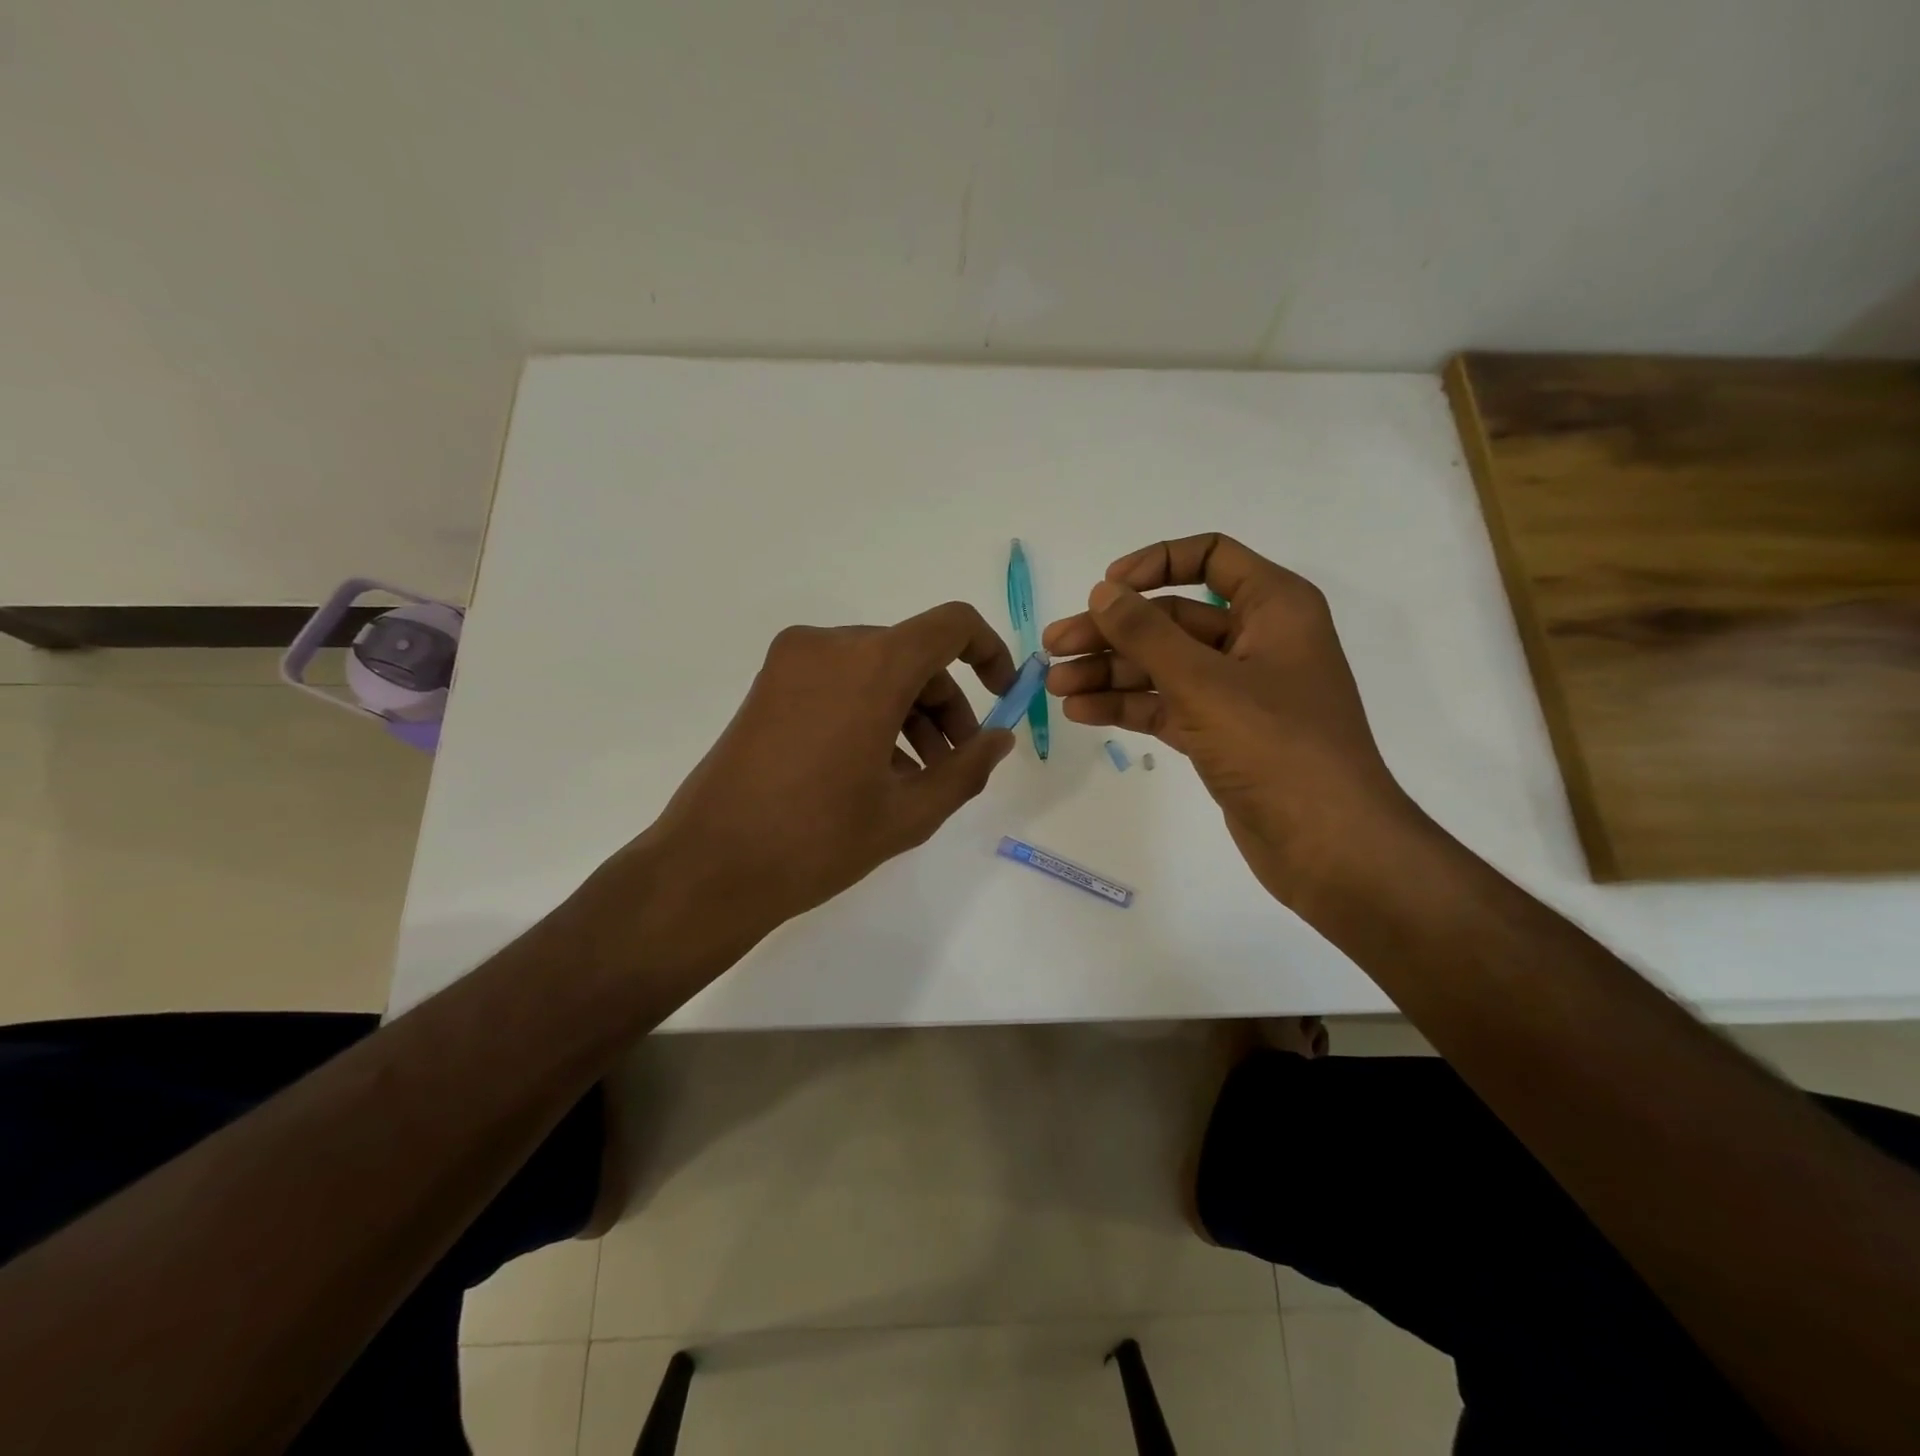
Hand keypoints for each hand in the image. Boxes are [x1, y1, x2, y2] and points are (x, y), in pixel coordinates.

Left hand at [584, 602, 1018, 956]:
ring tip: (917, 776)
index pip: (951, 626)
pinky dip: (869, 711)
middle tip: (956, 761)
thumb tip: (999, 737)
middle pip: (912, 654)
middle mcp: (830, 645)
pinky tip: (875, 770)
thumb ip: (967, 768)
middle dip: (945, 703)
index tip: (1000, 696)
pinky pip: (839, 681)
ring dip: (908, 712)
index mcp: (871, 665)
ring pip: (875, 668)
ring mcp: (792, 662)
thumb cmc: (819, 840)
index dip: (988, 653)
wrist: (710, 866)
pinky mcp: (768, 684)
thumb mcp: (910, 812)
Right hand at [1043, 533, 1418, 905]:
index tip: (1106, 588)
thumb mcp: (1204, 683)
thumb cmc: (1276, 747)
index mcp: (1273, 607)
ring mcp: (1237, 691)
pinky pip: (1166, 705)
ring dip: (1109, 673)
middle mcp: (1256, 640)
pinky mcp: (1221, 733)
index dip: (1154, 563)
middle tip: (1054, 647)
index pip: (1210, 557)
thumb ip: (1147, 634)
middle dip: (1112, 632)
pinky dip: (1127, 706)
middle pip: (1172, 619)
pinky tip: (1082, 712)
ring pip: (1163, 666)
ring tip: (1056, 687)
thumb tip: (1104, 591)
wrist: (1327, 844)